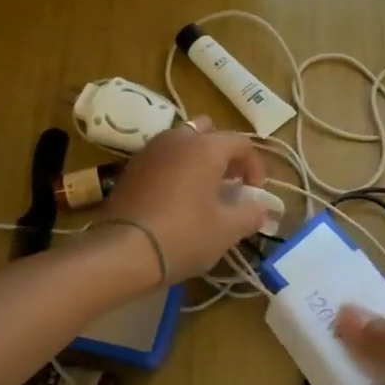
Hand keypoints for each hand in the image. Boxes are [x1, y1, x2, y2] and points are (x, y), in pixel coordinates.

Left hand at [100, 116, 267, 279]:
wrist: (123, 252)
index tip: (255, 192)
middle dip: (223, 154)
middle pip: (208, 133)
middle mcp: (178, 139)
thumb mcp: (227, 230)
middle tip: (229, 182)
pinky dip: (174, 170)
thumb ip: (251, 214)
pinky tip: (177, 198)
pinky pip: (162, 158)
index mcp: (206, 147)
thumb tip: (260, 209)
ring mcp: (150, 151)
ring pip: (182, 143)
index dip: (255, 166)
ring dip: (197, 160)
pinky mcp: (130, 168)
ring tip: (203, 191)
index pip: (241, 143)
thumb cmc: (184, 235)